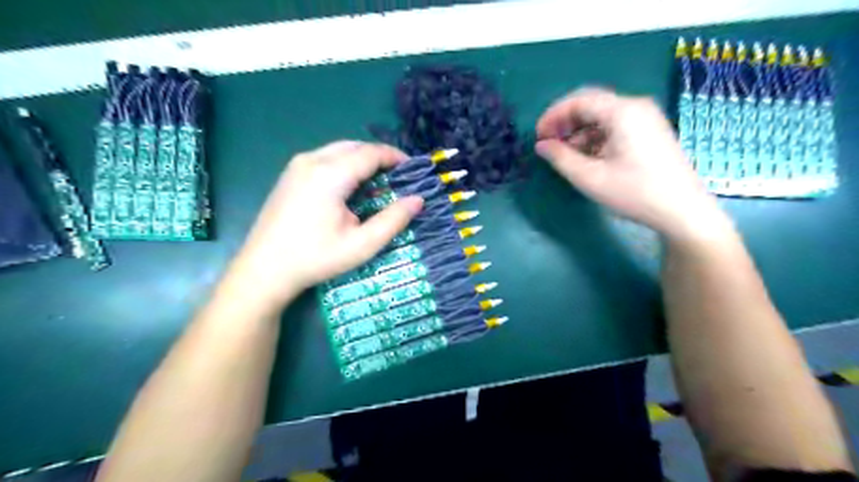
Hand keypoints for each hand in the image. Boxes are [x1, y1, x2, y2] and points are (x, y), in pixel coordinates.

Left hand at [221, 140, 420, 310]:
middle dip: (380, 157)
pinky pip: (325, 158)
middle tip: (398, 177)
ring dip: (362, 160)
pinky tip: (351, 187)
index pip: (371, 153)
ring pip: (339, 150)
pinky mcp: (289, 174)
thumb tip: (418, 200)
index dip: (395, 157)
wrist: (264, 270)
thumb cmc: (316, 258)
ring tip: (379, 182)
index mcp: (330, 175)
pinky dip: (345, 164)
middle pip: (355, 146)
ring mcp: (296, 165)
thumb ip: (393, 220)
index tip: (414, 170)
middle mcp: (311, 160)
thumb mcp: (362, 245)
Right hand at [535, 86, 729, 240]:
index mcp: (622, 111)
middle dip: (565, 122)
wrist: (683, 211)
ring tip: (565, 155)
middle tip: (548, 144)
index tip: (538, 136)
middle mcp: (636, 107)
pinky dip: (596, 138)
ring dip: (579, 132)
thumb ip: (561, 158)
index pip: (579, 100)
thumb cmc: (634, 192)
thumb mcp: (590, 178)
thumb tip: (541, 145)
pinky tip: (588, 158)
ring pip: (603, 117)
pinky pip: (616, 126)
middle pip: (591, 105)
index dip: (553, 116)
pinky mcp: (651, 132)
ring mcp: (646, 119)